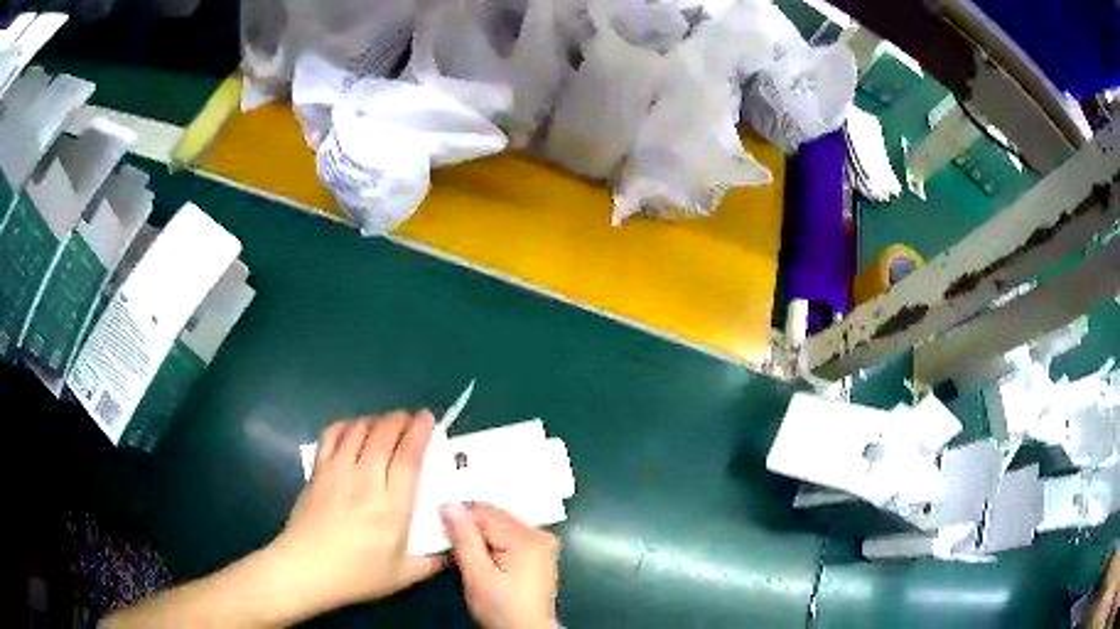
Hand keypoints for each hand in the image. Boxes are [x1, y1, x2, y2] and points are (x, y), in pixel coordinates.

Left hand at [269, 412, 445, 614]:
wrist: (306, 569)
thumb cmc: (357, 575)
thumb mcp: (405, 575)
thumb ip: (435, 560)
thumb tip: (456, 544)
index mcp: (392, 507)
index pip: (409, 457)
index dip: (420, 432)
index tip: (428, 418)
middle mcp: (365, 481)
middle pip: (383, 434)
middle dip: (400, 420)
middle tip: (411, 420)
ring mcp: (337, 472)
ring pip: (358, 430)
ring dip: (375, 420)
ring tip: (386, 425)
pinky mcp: (318, 471)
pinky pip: (332, 436)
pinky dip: (346, 425)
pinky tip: (353, 431)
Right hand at [441, 502, 558, 628]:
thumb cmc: (502, 608)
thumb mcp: (477, 575)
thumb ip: (463, 538)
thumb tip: (449, 505)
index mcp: (527, 537)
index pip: (483, 511)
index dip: (460, 522)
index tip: (446, 538)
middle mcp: (540, 534)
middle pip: (493, 517)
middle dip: (472, 531)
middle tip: (458, 552)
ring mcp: (542, 544)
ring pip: (499, 528)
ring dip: (481, 539)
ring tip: (472, 560)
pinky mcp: (539, 555)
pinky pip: (509, 538)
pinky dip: (494, 546)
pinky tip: (487, 562)